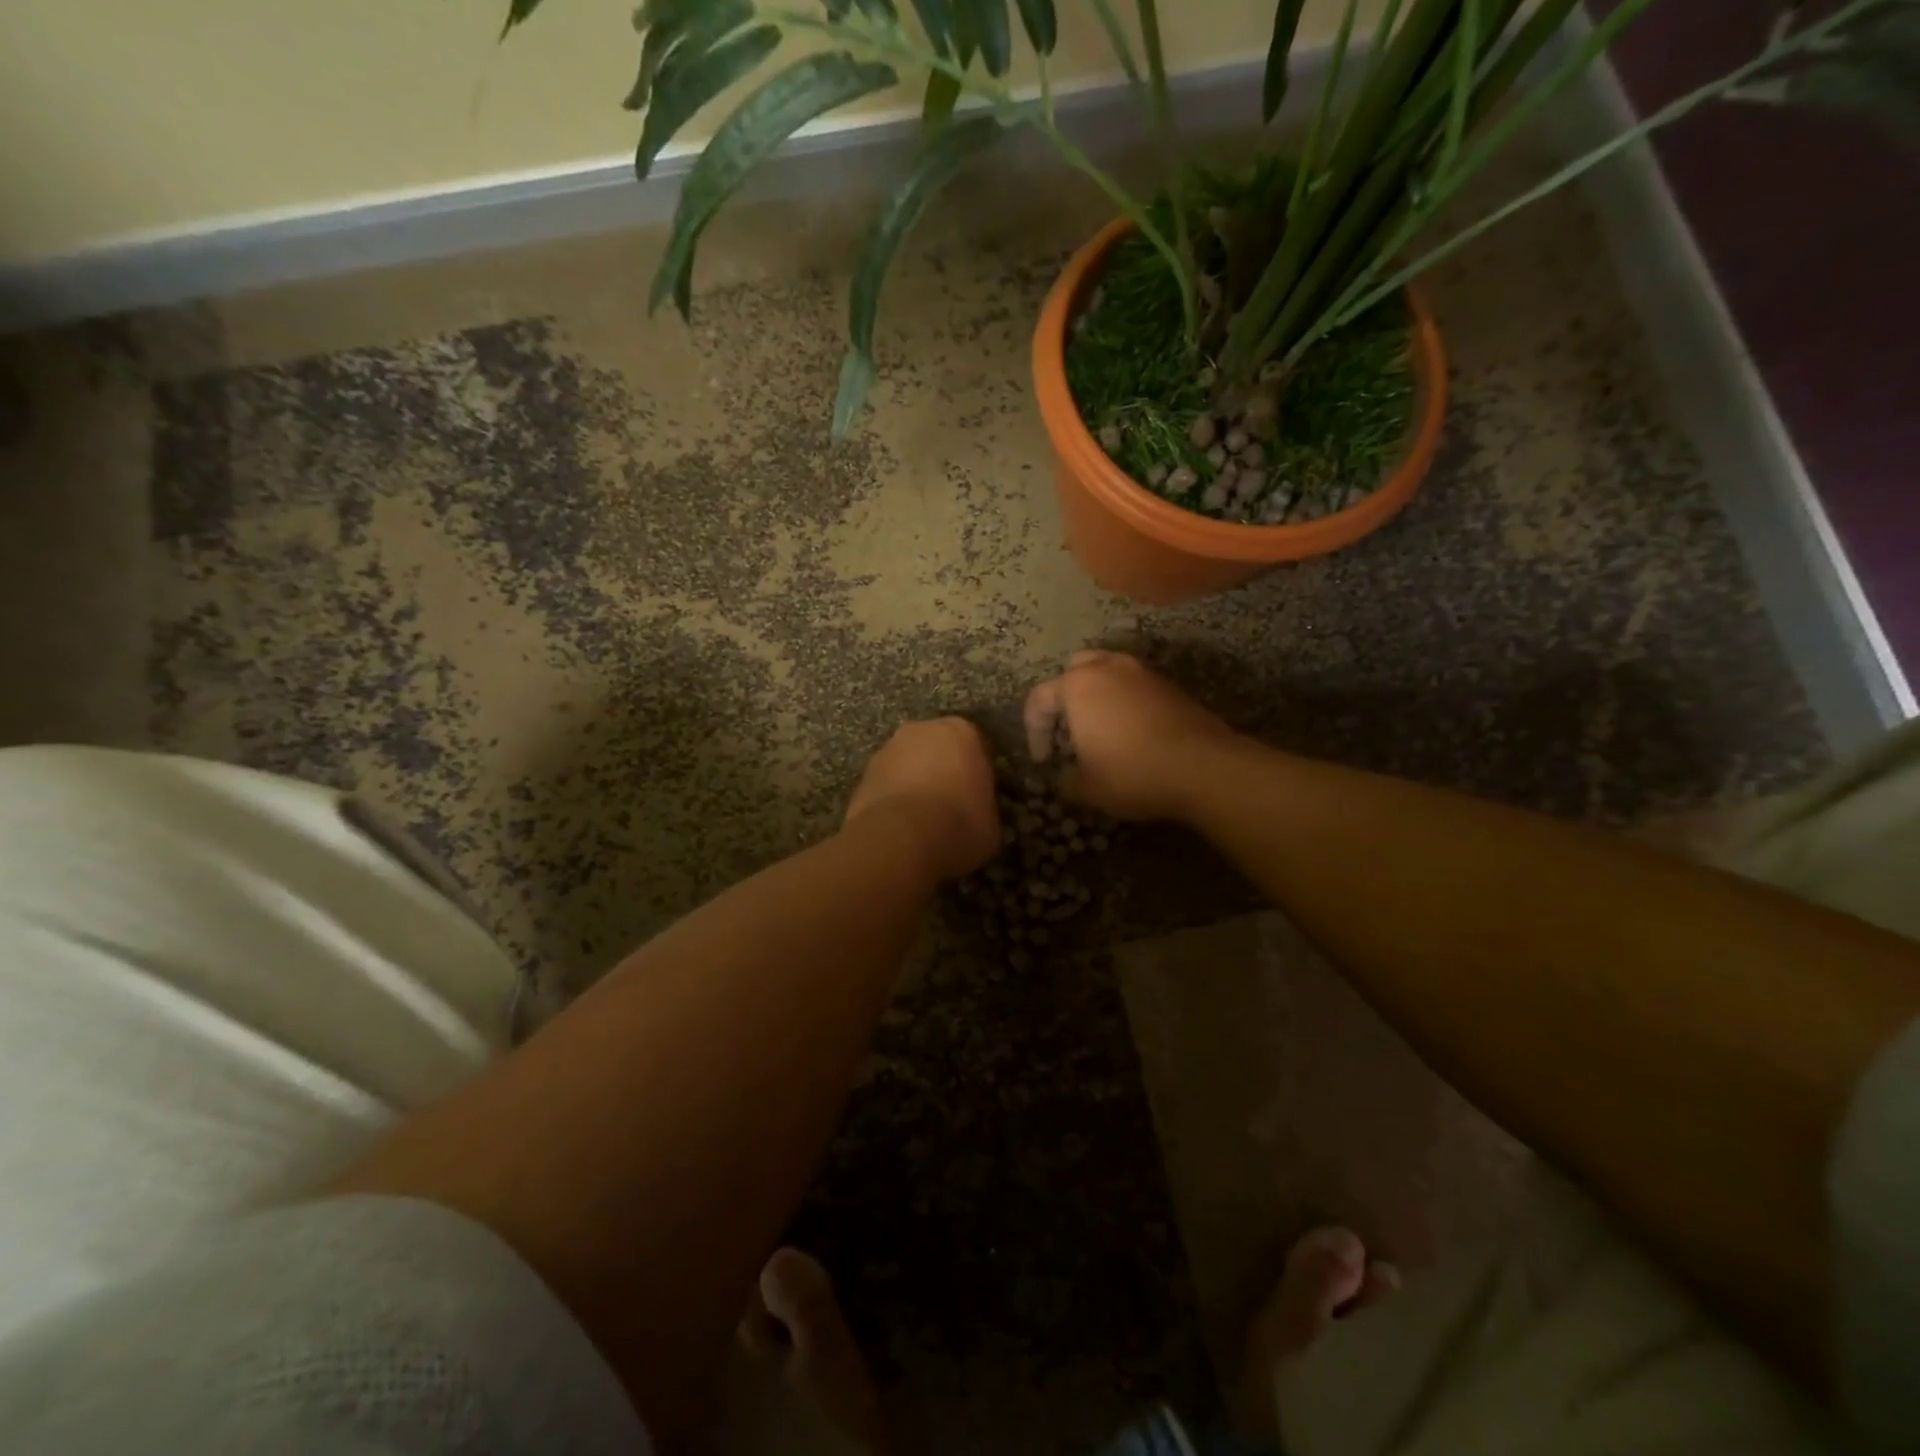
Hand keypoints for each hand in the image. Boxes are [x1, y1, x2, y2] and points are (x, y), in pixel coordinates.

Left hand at [845, 717, 999, 880]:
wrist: (898, 840)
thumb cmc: (958, 824)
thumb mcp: (991, 825)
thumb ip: (985, 809)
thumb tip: (979, 818)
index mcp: (961, 731)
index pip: (977, 747)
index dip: (979, 774)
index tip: (980, 798)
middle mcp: (921, 730)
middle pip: (938, 749)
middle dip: (943, 771)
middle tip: (953, 808)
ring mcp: (886, 750)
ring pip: (908, 765)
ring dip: (915, 785)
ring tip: (923, 823)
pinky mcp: (862, 776)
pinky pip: (886, 786)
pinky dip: (893, 802)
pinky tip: (901, 829)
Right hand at [1023, 651, 1232, 820]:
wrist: (1204, 767)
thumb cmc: (1132, 773)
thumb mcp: (1087, 788)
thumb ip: (1066, 781)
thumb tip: (1064, 779)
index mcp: (1077, 686)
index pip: (1040, 699)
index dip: (1034, 732)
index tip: (1044, 761)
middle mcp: (1107, 668)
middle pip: (1073, 672)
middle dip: (1064, 700)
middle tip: (1068, 733)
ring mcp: (1142, 672)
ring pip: (1107, 673)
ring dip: (1096, 697)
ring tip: (1099, 730)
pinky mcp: (1169, 685)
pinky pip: (1133, 686)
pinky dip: (1124, 702)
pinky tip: (1130, 733)